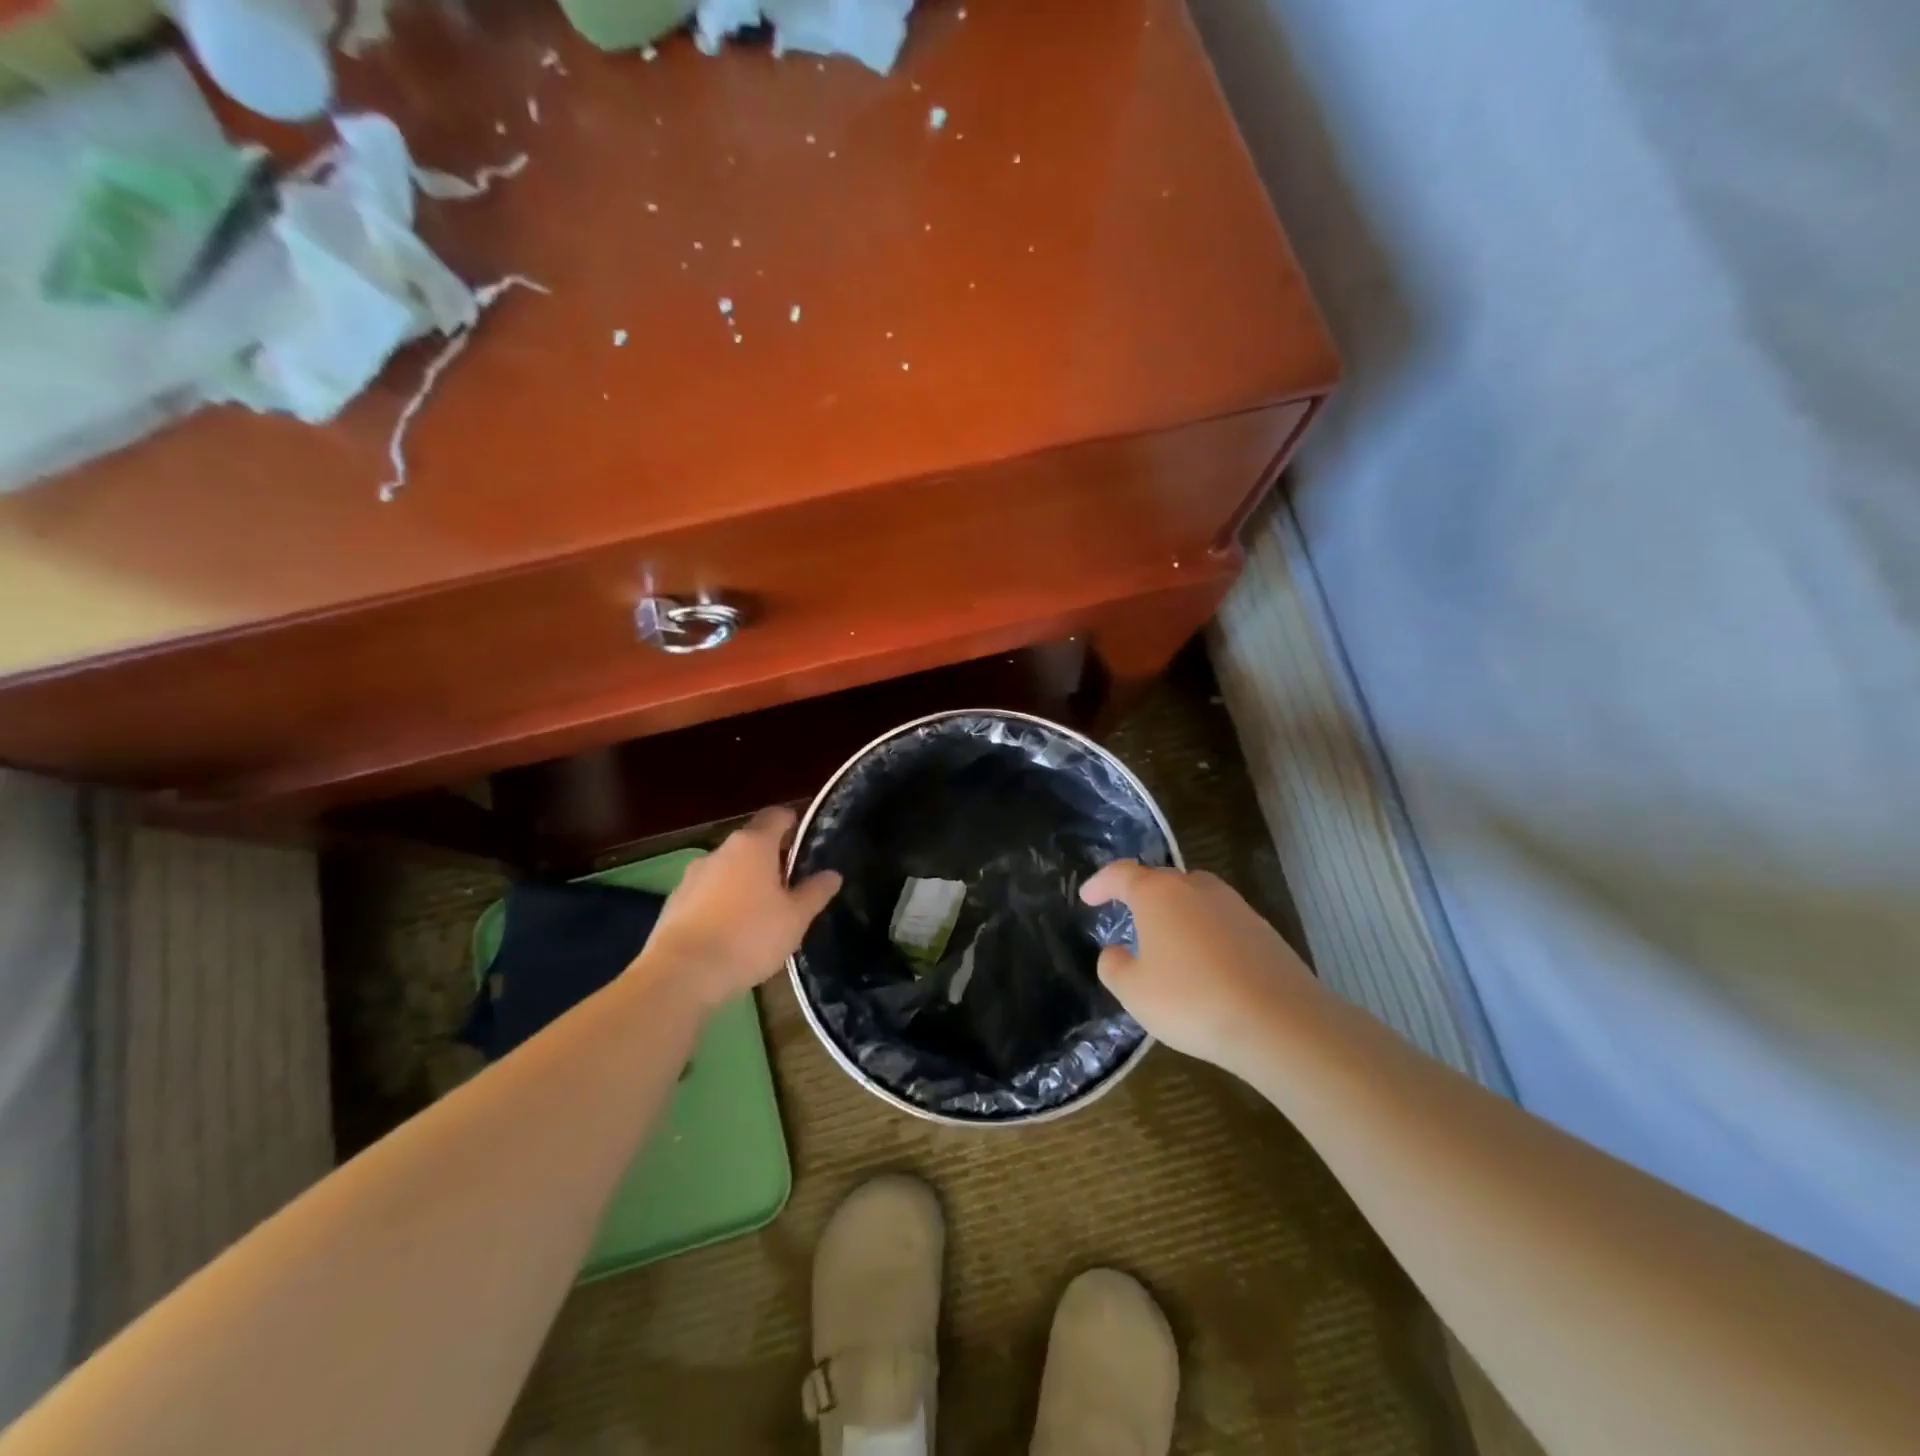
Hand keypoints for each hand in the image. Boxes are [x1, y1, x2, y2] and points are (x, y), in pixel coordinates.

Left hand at [631, 807, 841, 1013]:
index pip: (776, 816)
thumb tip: (832, 874)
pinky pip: (707, 894)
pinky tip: (731, 932)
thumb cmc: (749, 936)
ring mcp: (692, 876)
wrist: (682, 974)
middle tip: (790, 884)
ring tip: (761, 913)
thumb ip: (815, 892)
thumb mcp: (795, 918)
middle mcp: (720, 851)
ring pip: (727, 870)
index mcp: (753, 845)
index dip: (792, 822)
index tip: (804, 837)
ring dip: (744, 882)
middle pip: (751, 843)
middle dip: (770, 859)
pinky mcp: (674, 902)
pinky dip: (721, 904)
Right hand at [1080, 861, 1315, 1076]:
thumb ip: (1114, 967)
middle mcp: (1196, 888)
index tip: (1087, 897)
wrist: (1279, 1022)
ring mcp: (1235, 906)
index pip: (1121, 874)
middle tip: (1128, 917)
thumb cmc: (1192, 1000)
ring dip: (1177, 914)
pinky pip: (1221, 922)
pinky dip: (1206, 934)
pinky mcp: (1263, 930)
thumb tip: (1116, 952)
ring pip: (1195, 899)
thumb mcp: (1134, 992)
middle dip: (1141, 895)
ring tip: (1167, 942)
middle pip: (1161, 881)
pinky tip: (1206, 965)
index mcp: (1158, 894)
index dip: (1100, 883)